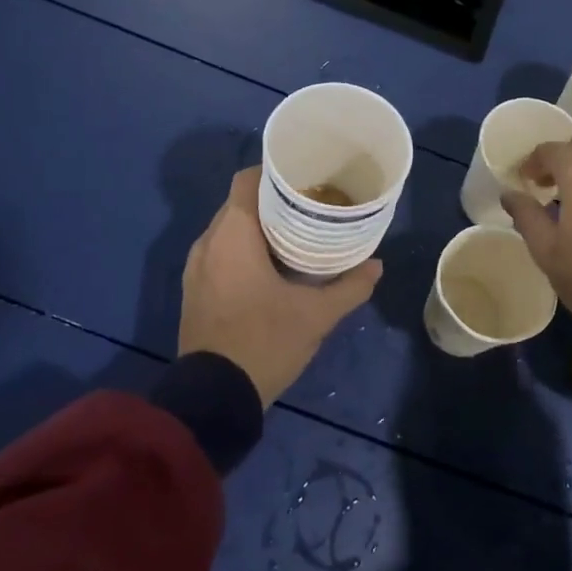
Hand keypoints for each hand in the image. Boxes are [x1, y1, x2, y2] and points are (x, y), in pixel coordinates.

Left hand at [178, 168, 382, 405]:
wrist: (213, 397)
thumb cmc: (265, 341)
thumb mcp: (316, 315)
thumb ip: (349, 286)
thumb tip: (377, 266)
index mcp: (232, 234)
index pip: (247, 180)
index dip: (274, 173)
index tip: (305, 179)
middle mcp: (208, 242)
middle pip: (240, 203)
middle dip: (273, 202)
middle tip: (310, 206)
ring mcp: (196, 268)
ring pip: (229, 230)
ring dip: (259, 228)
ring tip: (296, 234)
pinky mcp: (195, 291)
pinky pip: (220, 253)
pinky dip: (244, 250)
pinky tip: (272, 266)